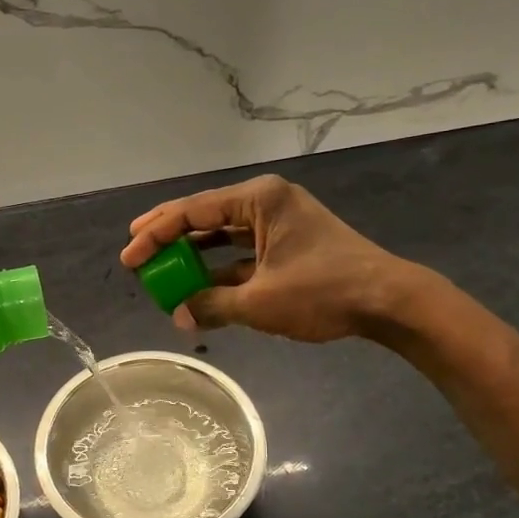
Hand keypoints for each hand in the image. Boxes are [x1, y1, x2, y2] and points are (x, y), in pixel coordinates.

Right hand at [120, 175, 424, 341]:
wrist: (389, 301)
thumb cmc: (323, 291)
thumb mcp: (260, 302)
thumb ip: (212, 305)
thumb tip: (179, 318)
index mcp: (259, 199)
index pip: (192, 212)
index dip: (155, 234)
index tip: (129, 256)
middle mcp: (266, 203)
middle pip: (204, 217)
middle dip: (169, 237)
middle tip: (136, 253)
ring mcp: (279, 224)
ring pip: (222, 236)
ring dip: (193, 255)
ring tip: (160, 269)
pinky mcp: (289, 245)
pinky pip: (242, 253)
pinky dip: (219, 269)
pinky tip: (198, 287)